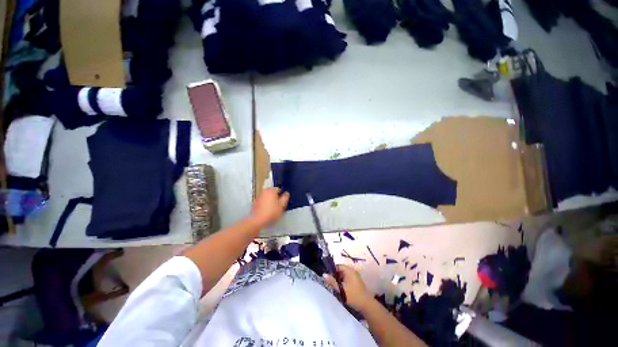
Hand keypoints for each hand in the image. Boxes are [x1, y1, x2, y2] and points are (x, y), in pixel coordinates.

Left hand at [249, 188, 289, 227]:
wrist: (258, 220)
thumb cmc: (271, 212)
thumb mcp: (282, 205)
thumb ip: (285, 198)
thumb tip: (286, 193)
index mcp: (271, 190)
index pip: (278, 189)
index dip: (281, 194)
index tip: (282, 200)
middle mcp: (264, 192)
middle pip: (271, 192)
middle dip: (275, 197)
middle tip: (278, 204)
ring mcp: (258, 197)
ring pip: (266, 196)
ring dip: (269, 200)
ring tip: (272, 208)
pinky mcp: (254, 203)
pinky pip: (262, 201)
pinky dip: (264, 204)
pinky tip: (266, 210)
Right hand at [324, 265, 372, 311]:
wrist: (367, 305)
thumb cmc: (353, 296)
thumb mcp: (341, 289)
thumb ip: (332, 281)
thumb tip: (324, 274)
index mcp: (349, 270)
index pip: (337, 266)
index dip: (331, 271)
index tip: (327, 277)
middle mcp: (352, 271)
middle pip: (340, 270)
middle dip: (335, 276)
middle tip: (330, 283)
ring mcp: (354, 276)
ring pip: (343, 275)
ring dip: (338, 280)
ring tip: (334, 286)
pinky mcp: (356, 281)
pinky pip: (347, 278)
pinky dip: (343, 282)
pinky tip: (340, 289)